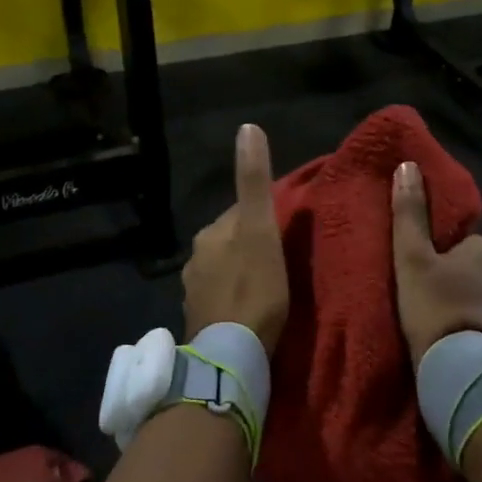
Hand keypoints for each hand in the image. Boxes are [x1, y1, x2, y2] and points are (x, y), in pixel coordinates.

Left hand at [183, 124, 287, 353]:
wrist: (230, 355)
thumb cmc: (253, 290)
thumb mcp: (260, 231)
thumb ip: (253, 183)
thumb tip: (247, 127)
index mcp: (210, 233)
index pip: (239, 213)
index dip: (265, 218)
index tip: (287, 229)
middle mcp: (195, 258)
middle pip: (230, 241)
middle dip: (251, 245)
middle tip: (283, 261)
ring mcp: (194, 291)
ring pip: (224, 270)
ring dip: (243, 273)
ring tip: (271, 287)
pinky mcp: (199, 321)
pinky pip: (221, 298)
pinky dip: (235, 298)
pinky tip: (250, 311)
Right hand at [391, 160, 481, 361]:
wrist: (457, 363)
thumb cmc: (432, 303)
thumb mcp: (411, 255)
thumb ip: (409, 212)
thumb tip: (407, 165)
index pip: (464, 242)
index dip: (443, 255)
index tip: (425, 271)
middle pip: (477, 266)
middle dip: (460, 277)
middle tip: (430, 295)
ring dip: (469, 300)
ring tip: (443, 317)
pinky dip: (476, 321)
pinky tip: (457, 334)